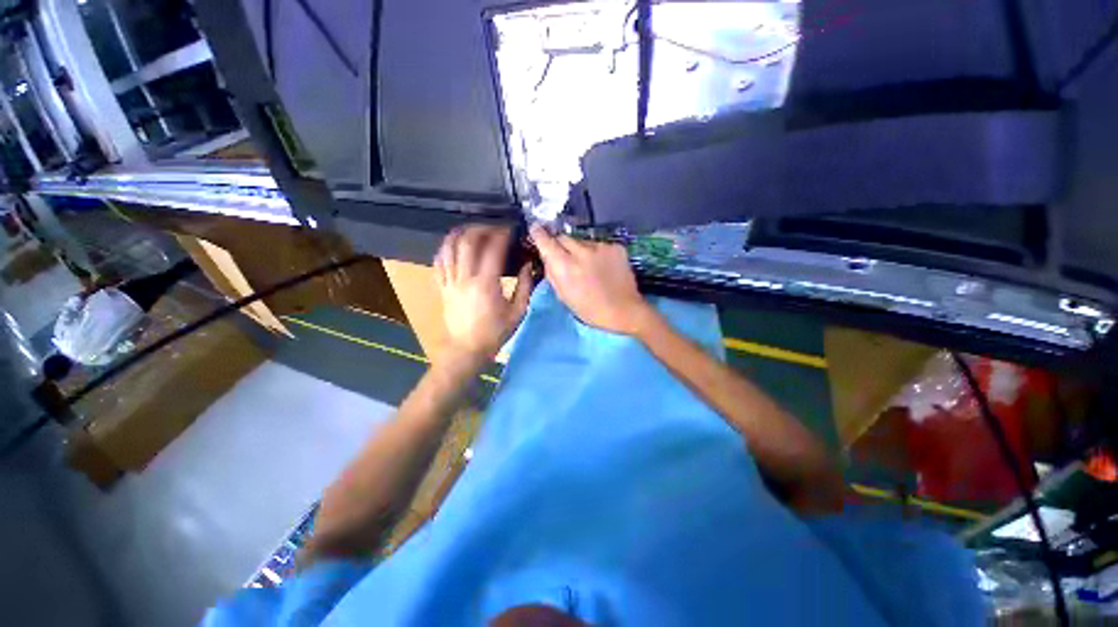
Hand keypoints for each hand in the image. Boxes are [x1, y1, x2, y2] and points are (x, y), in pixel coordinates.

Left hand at [434, 225, 532, 360]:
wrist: (467, 350)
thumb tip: (528, 265)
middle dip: (480, 228)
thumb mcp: (518, 312)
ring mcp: (449, 282)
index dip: (501, 234)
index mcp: (486, 284)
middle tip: (493, 227)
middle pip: (467, 242)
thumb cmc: (495, 333)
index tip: (510, 229)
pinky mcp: (441, 288)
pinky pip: (438, 262)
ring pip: (449, 248)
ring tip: (472, 230)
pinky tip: (453, 245)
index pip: (492, 249)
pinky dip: (445, 249)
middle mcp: (465, 278)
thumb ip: (525, 286)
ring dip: (460, 234)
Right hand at [529, 224, 651, 334]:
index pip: (546, 241)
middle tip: (565, 257)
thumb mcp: (563, 296)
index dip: (539, 234)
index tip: (535, 228)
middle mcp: (581, 251)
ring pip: (582, 241)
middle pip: (563, 237)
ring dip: (580, 250)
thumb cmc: (590, 309)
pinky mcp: (615, 247)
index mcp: (565, 266)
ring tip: (588, 266)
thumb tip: (548, 257)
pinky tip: (603, 266)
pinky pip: (599, 245)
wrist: (624, 310)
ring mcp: (600, 247)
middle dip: (560, 244)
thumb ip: (552, 273)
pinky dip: (597, 253)